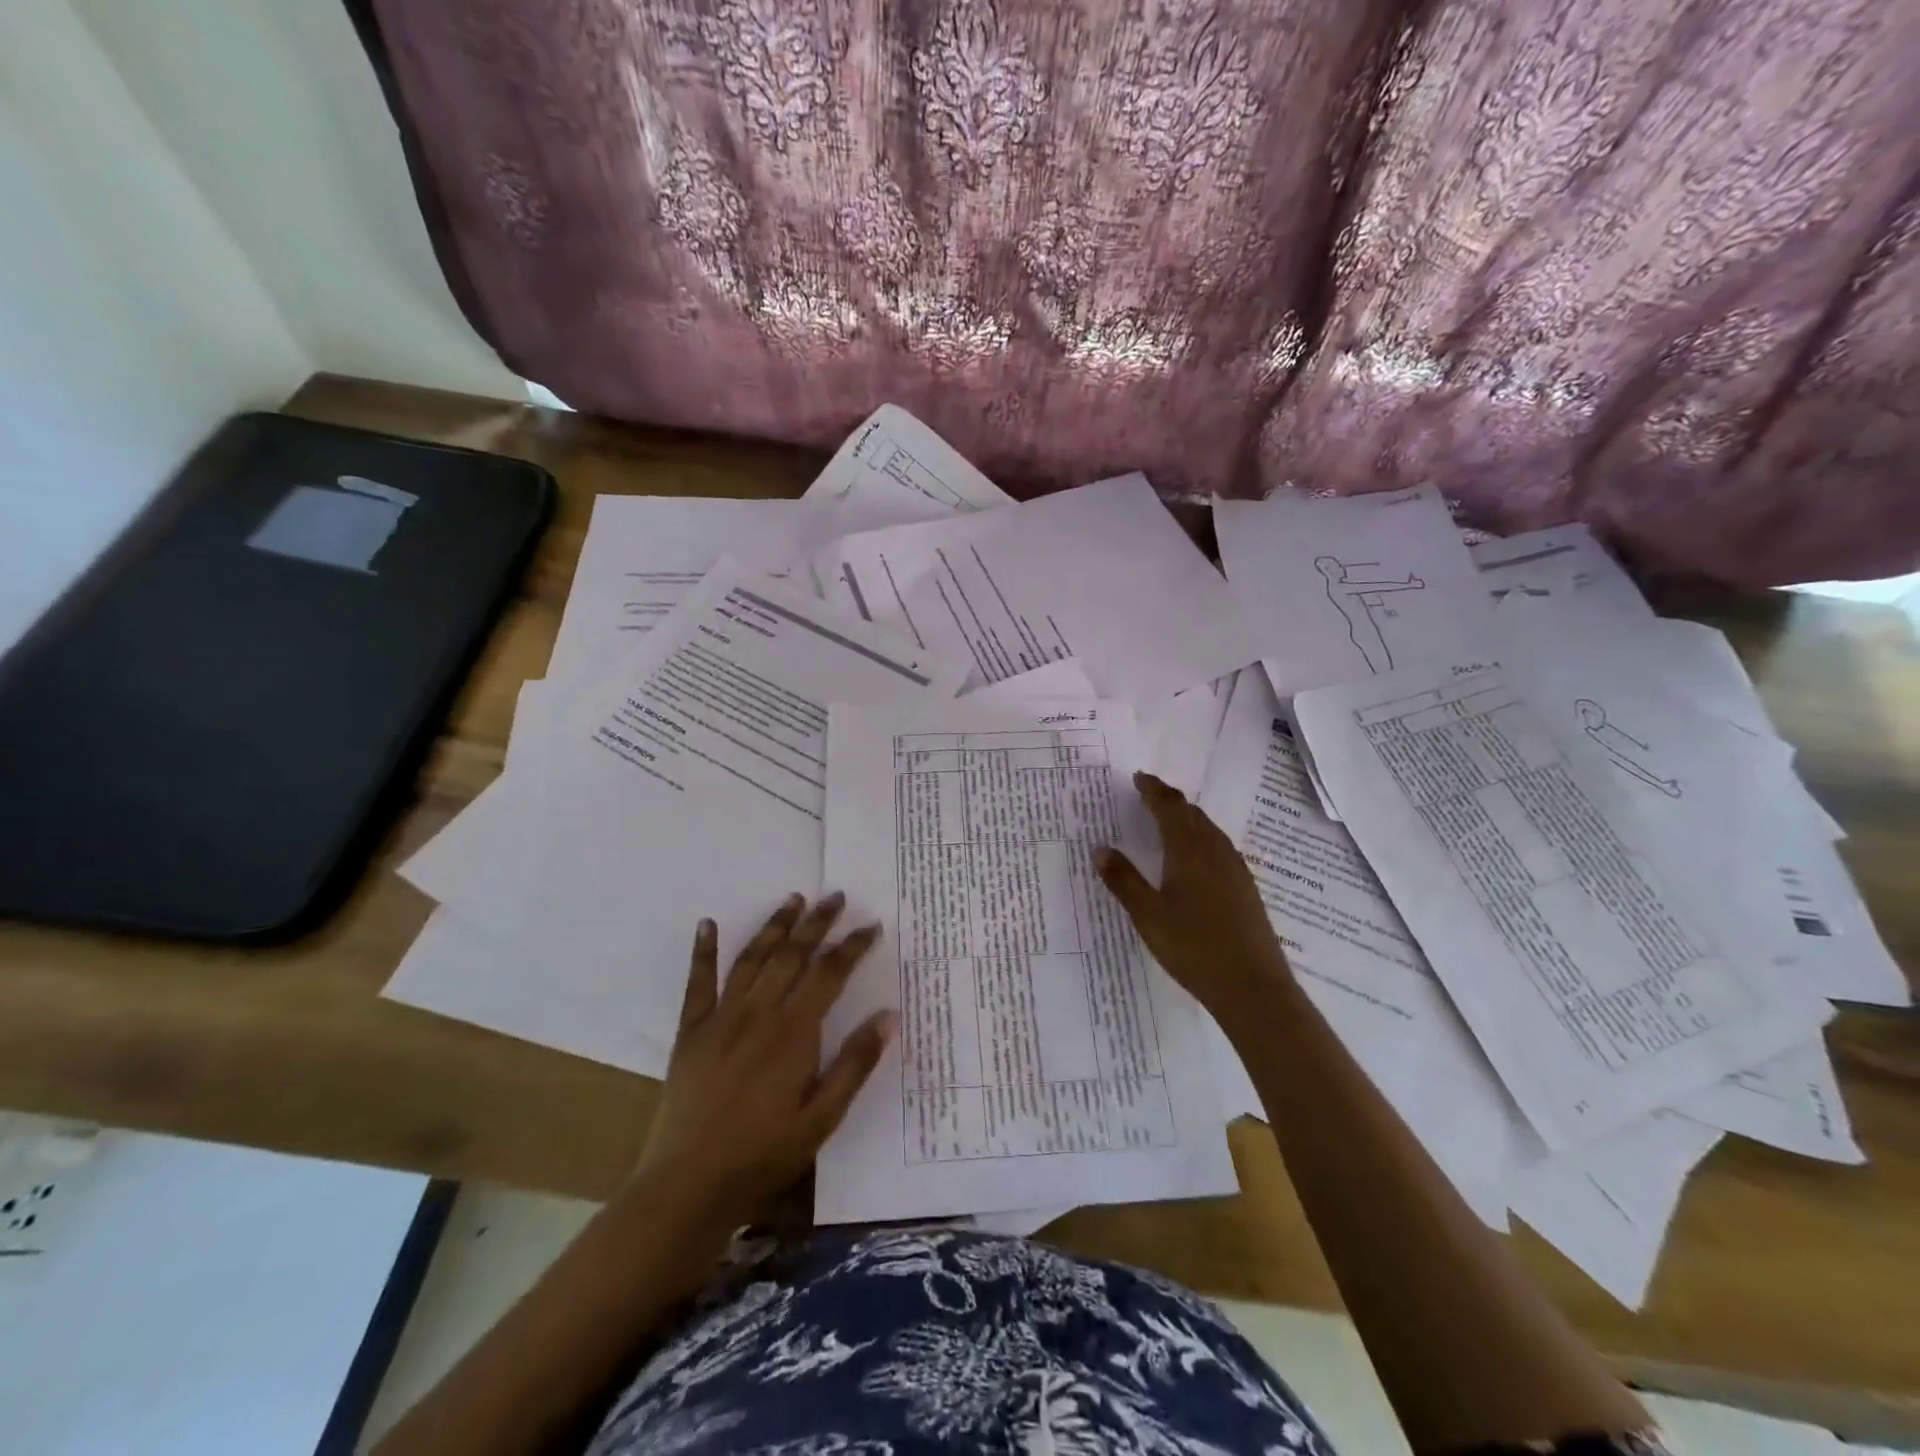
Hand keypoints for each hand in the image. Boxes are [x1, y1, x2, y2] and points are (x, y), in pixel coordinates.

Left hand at [635, 893, 894, 1222]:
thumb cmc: (763, 1154)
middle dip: (817, 923)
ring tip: (793, 899)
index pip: (830, 974)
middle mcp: (759, 1012)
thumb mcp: (822, 1120)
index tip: (872, 926)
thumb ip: (854, 1065)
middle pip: (793, 955)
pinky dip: (703, 951)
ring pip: (752, 958)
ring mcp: (721, 1018)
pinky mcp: (691, 1031)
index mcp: (794, 1032)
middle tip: (836, 896)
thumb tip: (889, 1016)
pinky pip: (698, 983)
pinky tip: (707, 923)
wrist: (687, 1184)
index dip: (852, 947)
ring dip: (775, 926)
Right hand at [1095, 771, 1292, 1021]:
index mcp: (1189, 851)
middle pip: (1191, 814)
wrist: (1253, 987)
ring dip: (1187, 817)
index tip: (1139, 777)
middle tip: (1148, 793)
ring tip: (1169, 818)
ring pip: (1208, 829)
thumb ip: (1123, 881)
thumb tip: (1100, 849)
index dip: (1153, 790)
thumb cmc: (1194, 948)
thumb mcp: (1148, 916)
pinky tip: (1195, 855)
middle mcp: (1215, 851)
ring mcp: (1234, 869)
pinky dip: (1201, 836)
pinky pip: (1219, 846)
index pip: (1169, 808)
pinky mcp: (1245, 887)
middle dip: (1169, 799)